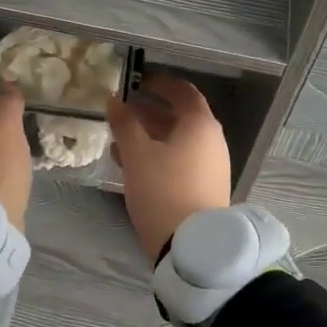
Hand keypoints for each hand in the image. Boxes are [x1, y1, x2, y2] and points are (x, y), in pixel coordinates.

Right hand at [106, 73, 231, 262]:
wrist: (192, 245)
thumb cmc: (163, 190)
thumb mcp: (137, 154)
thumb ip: (124, 123)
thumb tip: (114, 99)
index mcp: (200, 125)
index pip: (183, 92)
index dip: (160, 83)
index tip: (137, 80)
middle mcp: (212, 141)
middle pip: (181, 117)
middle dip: (151, 111)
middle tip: (123, 108)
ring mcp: (212, 166)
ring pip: (179, 141)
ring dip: (152, 135)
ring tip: (120, 138)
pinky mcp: (206, 188)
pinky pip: (182, 160)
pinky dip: (160, 154)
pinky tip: (133, 165)